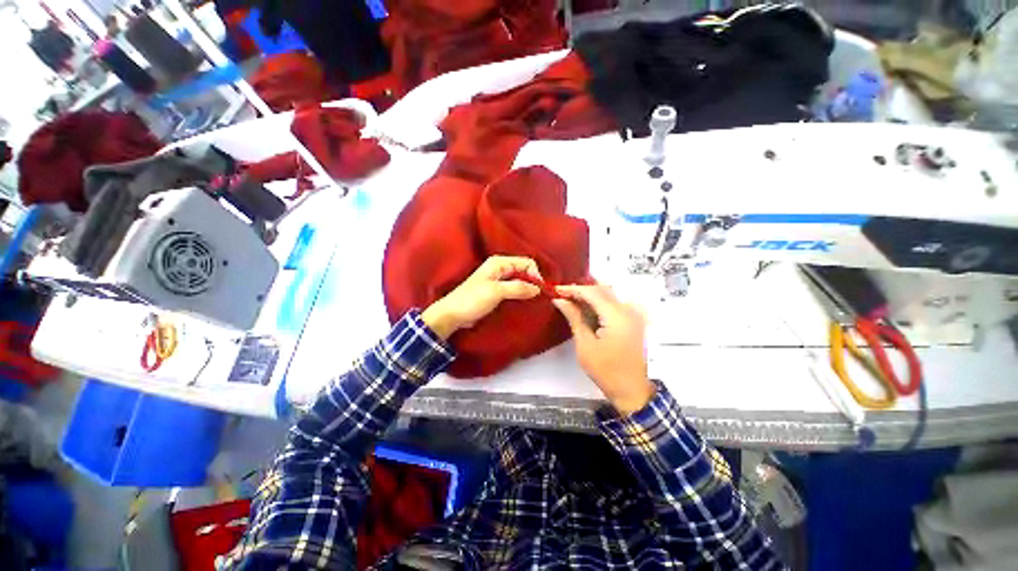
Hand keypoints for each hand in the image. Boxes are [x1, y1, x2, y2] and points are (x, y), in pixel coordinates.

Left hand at [421, 256, 542, 339]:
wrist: (452, 315)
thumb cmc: (472, 300)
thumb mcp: (496, 292)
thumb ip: (518, 288)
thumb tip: (538, 288)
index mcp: (499, 263)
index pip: (526, 263)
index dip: (535, 275)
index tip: (539, 291)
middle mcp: (500, 268)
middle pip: (524, 271)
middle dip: (533, 283)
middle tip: (539, 298)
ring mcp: (499, 280)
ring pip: (520, 281)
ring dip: (527, 290)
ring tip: (534, 303)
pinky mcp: (497, 292)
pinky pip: (514, 290)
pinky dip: (521, 296)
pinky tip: (524, 304)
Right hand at [553, 285, 654, 414]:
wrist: (631, 390)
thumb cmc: (605, 370)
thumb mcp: (585, 344)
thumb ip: (574, 318)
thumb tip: (560, 300)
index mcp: (617, 316)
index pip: (592, 292)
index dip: (572, 289)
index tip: (555, 290)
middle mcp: (628, 310)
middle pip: (601, 290)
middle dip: (580, 290)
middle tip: (561, 295)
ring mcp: (633, 315)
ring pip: (608, 295)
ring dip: (589, 296)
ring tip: (569, 300)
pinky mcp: (633, 321)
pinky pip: (614, 304)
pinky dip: (598, 304)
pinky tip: (585, 309)